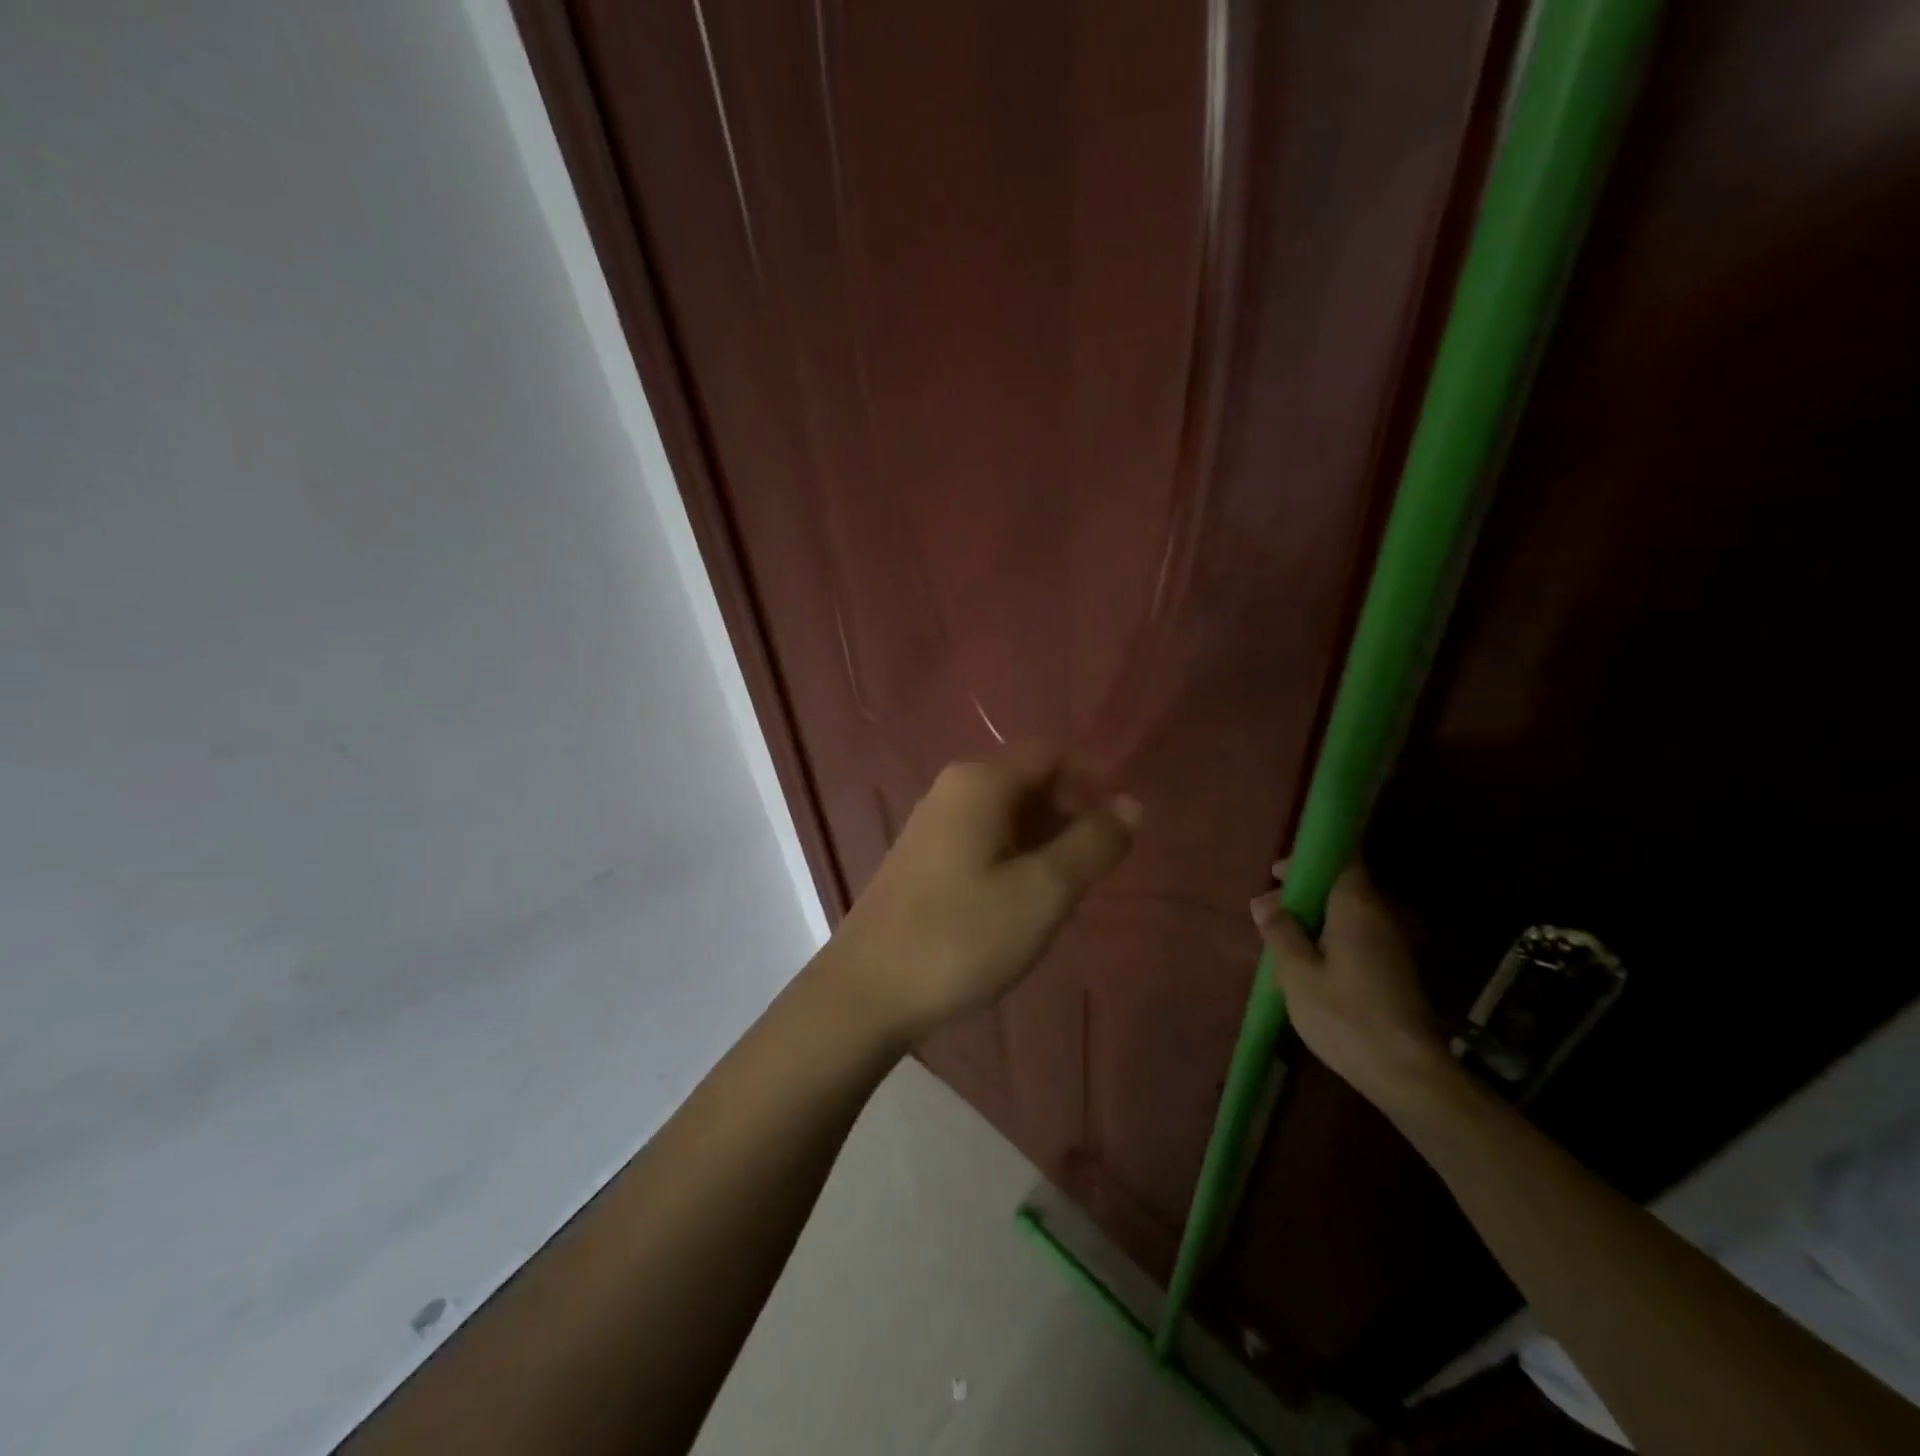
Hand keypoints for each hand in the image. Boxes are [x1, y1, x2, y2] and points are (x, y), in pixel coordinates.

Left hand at [820, 744, 1139, 1048]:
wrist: (866, 992)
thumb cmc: (961, 936)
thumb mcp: (1042, 892)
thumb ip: (1092, 844)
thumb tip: (1132, 803)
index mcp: (980, 782)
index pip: (1051, 754)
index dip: (1093, 780)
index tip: (1121, 826)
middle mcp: (953, 789)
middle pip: (1028, 780)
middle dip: (1071, 813)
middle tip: (1098, 867)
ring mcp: (933, 824)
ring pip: (1007, 814)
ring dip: (1045, 839)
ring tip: (1068, 889)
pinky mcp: (923, 859)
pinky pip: (984, 839)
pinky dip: (1015, 856)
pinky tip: (1024, 900)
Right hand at [1250, 862, 1451, 1109]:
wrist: (1407, 1073)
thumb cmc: (1345, 1016)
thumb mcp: (1297, 973)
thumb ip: (1280, 932)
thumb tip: (1264, 902)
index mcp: (1356, 908)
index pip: (1342, 859)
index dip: (1310, 858)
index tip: (1278, 873)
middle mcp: (1378, 917)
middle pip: (1342, 886)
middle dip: (1303, 892)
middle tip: (1267, 912)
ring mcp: (1390, 945)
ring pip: (1346, 914)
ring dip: (1313, 918)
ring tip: (1279, 941)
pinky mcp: (1392, 970)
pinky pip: (1355, 936)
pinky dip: (1327, 938)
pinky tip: (1304, 964)